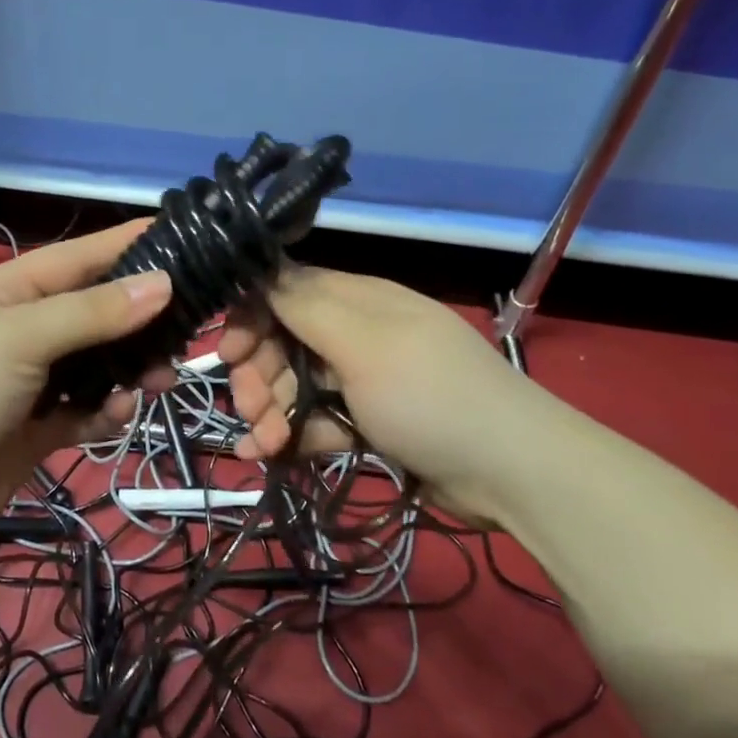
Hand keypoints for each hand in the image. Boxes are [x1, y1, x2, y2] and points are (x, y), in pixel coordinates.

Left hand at [0, 221, 172, 551]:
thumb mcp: (18, 339)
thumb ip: (92, 312)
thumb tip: (163, 282)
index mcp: (9, 291)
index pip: (80, 257)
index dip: (129, 245)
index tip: (186, 238)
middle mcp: (25, 329)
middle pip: (98, 312)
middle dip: (142, 318)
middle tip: (191, 325)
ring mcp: (33, 381)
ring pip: (100, 363)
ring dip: (132, 368)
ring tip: (162, 378)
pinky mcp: (40, 427)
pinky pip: (88, 409)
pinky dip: (108, 410)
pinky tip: (119, 413)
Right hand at [217, 265, 537, 524]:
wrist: (509, 471)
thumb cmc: (430, 395)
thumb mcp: (363, 343)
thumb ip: (306, 306)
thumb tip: (260, 266)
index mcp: (357, 299)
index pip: (286, 292)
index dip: (251, 318)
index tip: (228, 352)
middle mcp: (356, 332)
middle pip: (285, 342)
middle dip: (259, 373)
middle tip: (250, 407)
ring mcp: (363, 380)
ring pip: (296, 384)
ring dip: (270, 411)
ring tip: (262, 444)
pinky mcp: (369, 422)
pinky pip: (317, 420)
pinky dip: (292, 436)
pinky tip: (269, 455)